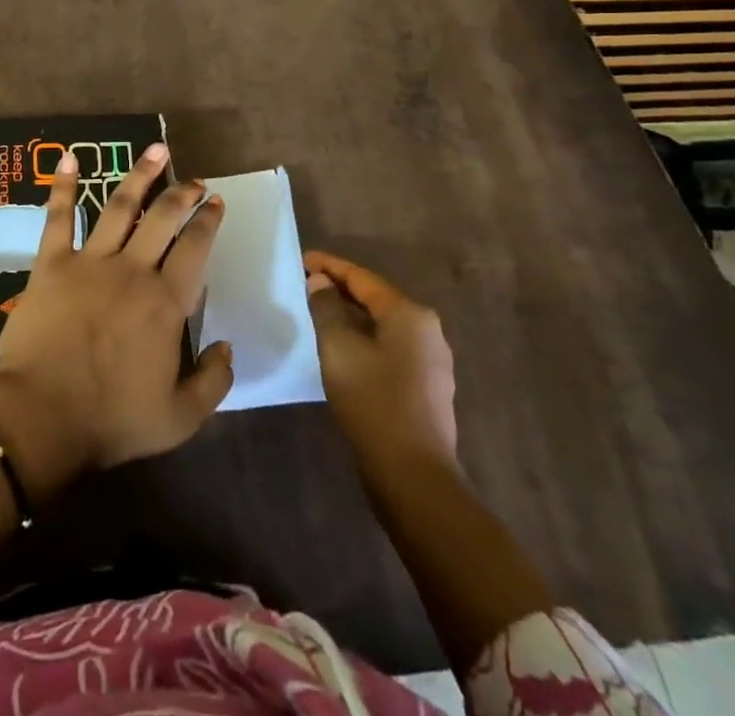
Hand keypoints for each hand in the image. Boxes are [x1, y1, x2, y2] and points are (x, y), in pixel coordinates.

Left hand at [0, 143, 232, 492]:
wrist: (41, 416)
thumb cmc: (110, 420)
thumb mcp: (180, 418)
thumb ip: (213, 382)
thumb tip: (227, 346)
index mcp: (165, 303)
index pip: (195, 249)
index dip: (208, 221)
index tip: (215, 202)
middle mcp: (132, 270)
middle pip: (163, 218)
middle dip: (183, 193)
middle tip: (195, 179)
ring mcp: (90, 261)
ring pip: (120, 205)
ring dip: (140, 175)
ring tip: (157, 151)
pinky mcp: (52, 262)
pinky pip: (59, 216)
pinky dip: (63, 186)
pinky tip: (69, 158)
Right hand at [304, 250, 457, 472]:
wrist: (413, 476)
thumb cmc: (374, 401)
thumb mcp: (339, 348)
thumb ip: (327, 308)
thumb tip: (321, 283)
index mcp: (410, 314)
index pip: (362, 278)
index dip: (330, 266)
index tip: (302, 259)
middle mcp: (427, 331)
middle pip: (376, 298)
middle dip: (341, 289)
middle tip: (308, 283)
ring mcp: (432, 361)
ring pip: (384, 325)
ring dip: (353, 316)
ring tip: (321, 312)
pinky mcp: (427, 387)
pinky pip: (390, 348)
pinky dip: (365, 339)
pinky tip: (345, 348)